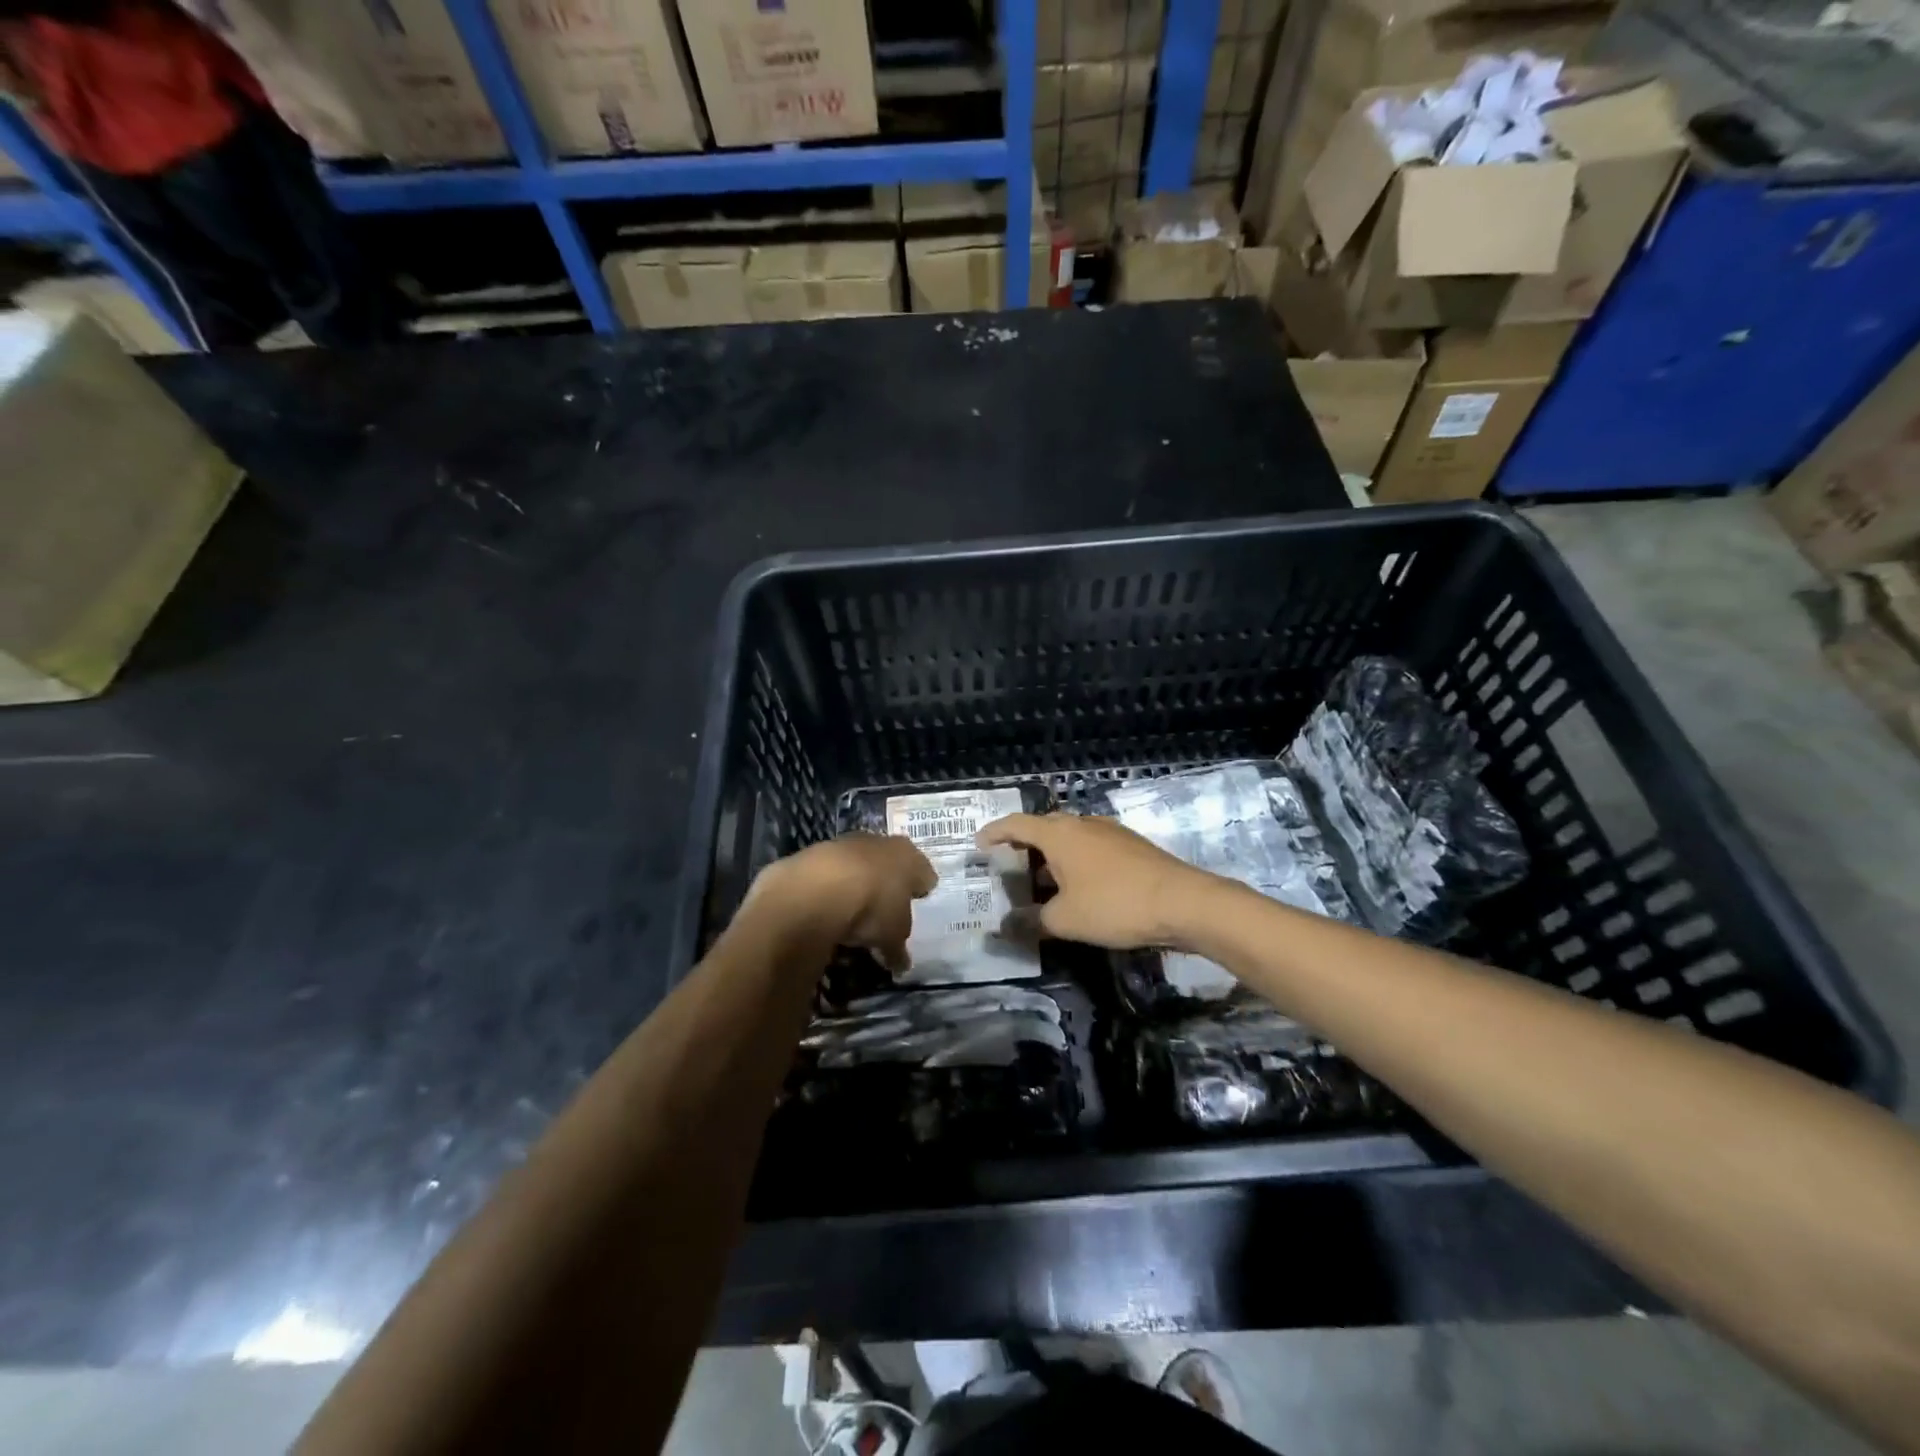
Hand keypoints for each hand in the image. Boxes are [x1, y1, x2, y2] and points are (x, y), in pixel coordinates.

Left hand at [748, 834, 935, 969]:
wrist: (817, 888)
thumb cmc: (872, 908)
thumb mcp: (892, 937)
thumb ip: (898, 948)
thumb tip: (901, 964)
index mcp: (909, 858)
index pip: (924, 873)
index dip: (921, 889)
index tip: (918, 903)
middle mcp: (881, 843)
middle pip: (890, 863)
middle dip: (888, 883)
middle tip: (886, 907)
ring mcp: (845, 843)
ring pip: (858, 864)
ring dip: (857, 882)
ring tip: (852, 912)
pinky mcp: (814, 852)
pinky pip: (829, 873)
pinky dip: (829, 887)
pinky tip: (825, 908)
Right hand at [975, 813, 1214, 949]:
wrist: (1184, 902)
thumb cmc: (1114, 905)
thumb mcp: (1065, 920)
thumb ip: (1032, 921)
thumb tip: (1005, 927)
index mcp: (1059, 834)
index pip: (1016, 824)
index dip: (994, 833)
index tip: (979, 843)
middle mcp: (1083, 823)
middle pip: (1044, 828)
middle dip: (1024, 846)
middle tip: (1010, 867)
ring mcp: (1111, 832)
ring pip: (1071, 838)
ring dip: (1052, 856)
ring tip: (1043, 883)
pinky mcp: (1132, 846)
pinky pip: (1091, 848)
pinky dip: (1076, 862)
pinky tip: (1079, 888)